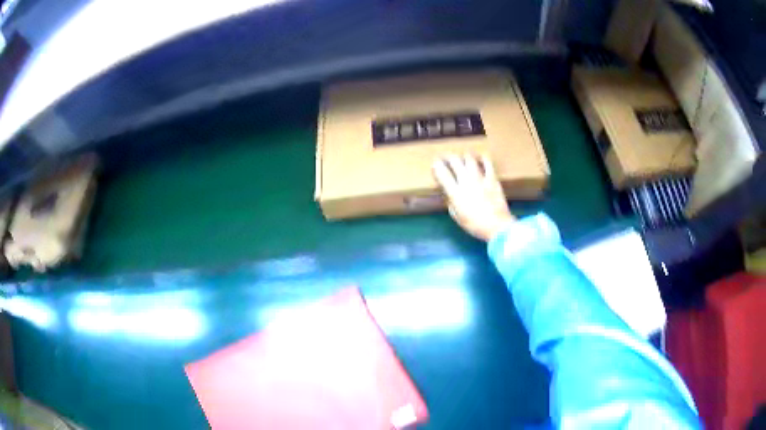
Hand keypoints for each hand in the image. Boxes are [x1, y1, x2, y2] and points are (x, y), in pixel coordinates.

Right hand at [433, 154, 515, 241]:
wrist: (498, 227)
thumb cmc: (476, 225)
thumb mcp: (457, 217)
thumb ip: (451, 202)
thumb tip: (448, 192)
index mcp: (456, 193)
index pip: (442, 174)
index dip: (436, 166)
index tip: (435, 163)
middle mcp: (466, 182)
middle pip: (455, 161)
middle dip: (448, 157)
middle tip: (446, 157)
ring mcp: (480, 179)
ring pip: (470, 159)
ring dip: (464, 156)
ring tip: (462, 156)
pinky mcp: (493, 178)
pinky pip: (487, 163)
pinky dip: (482, 158)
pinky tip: (480, 157)